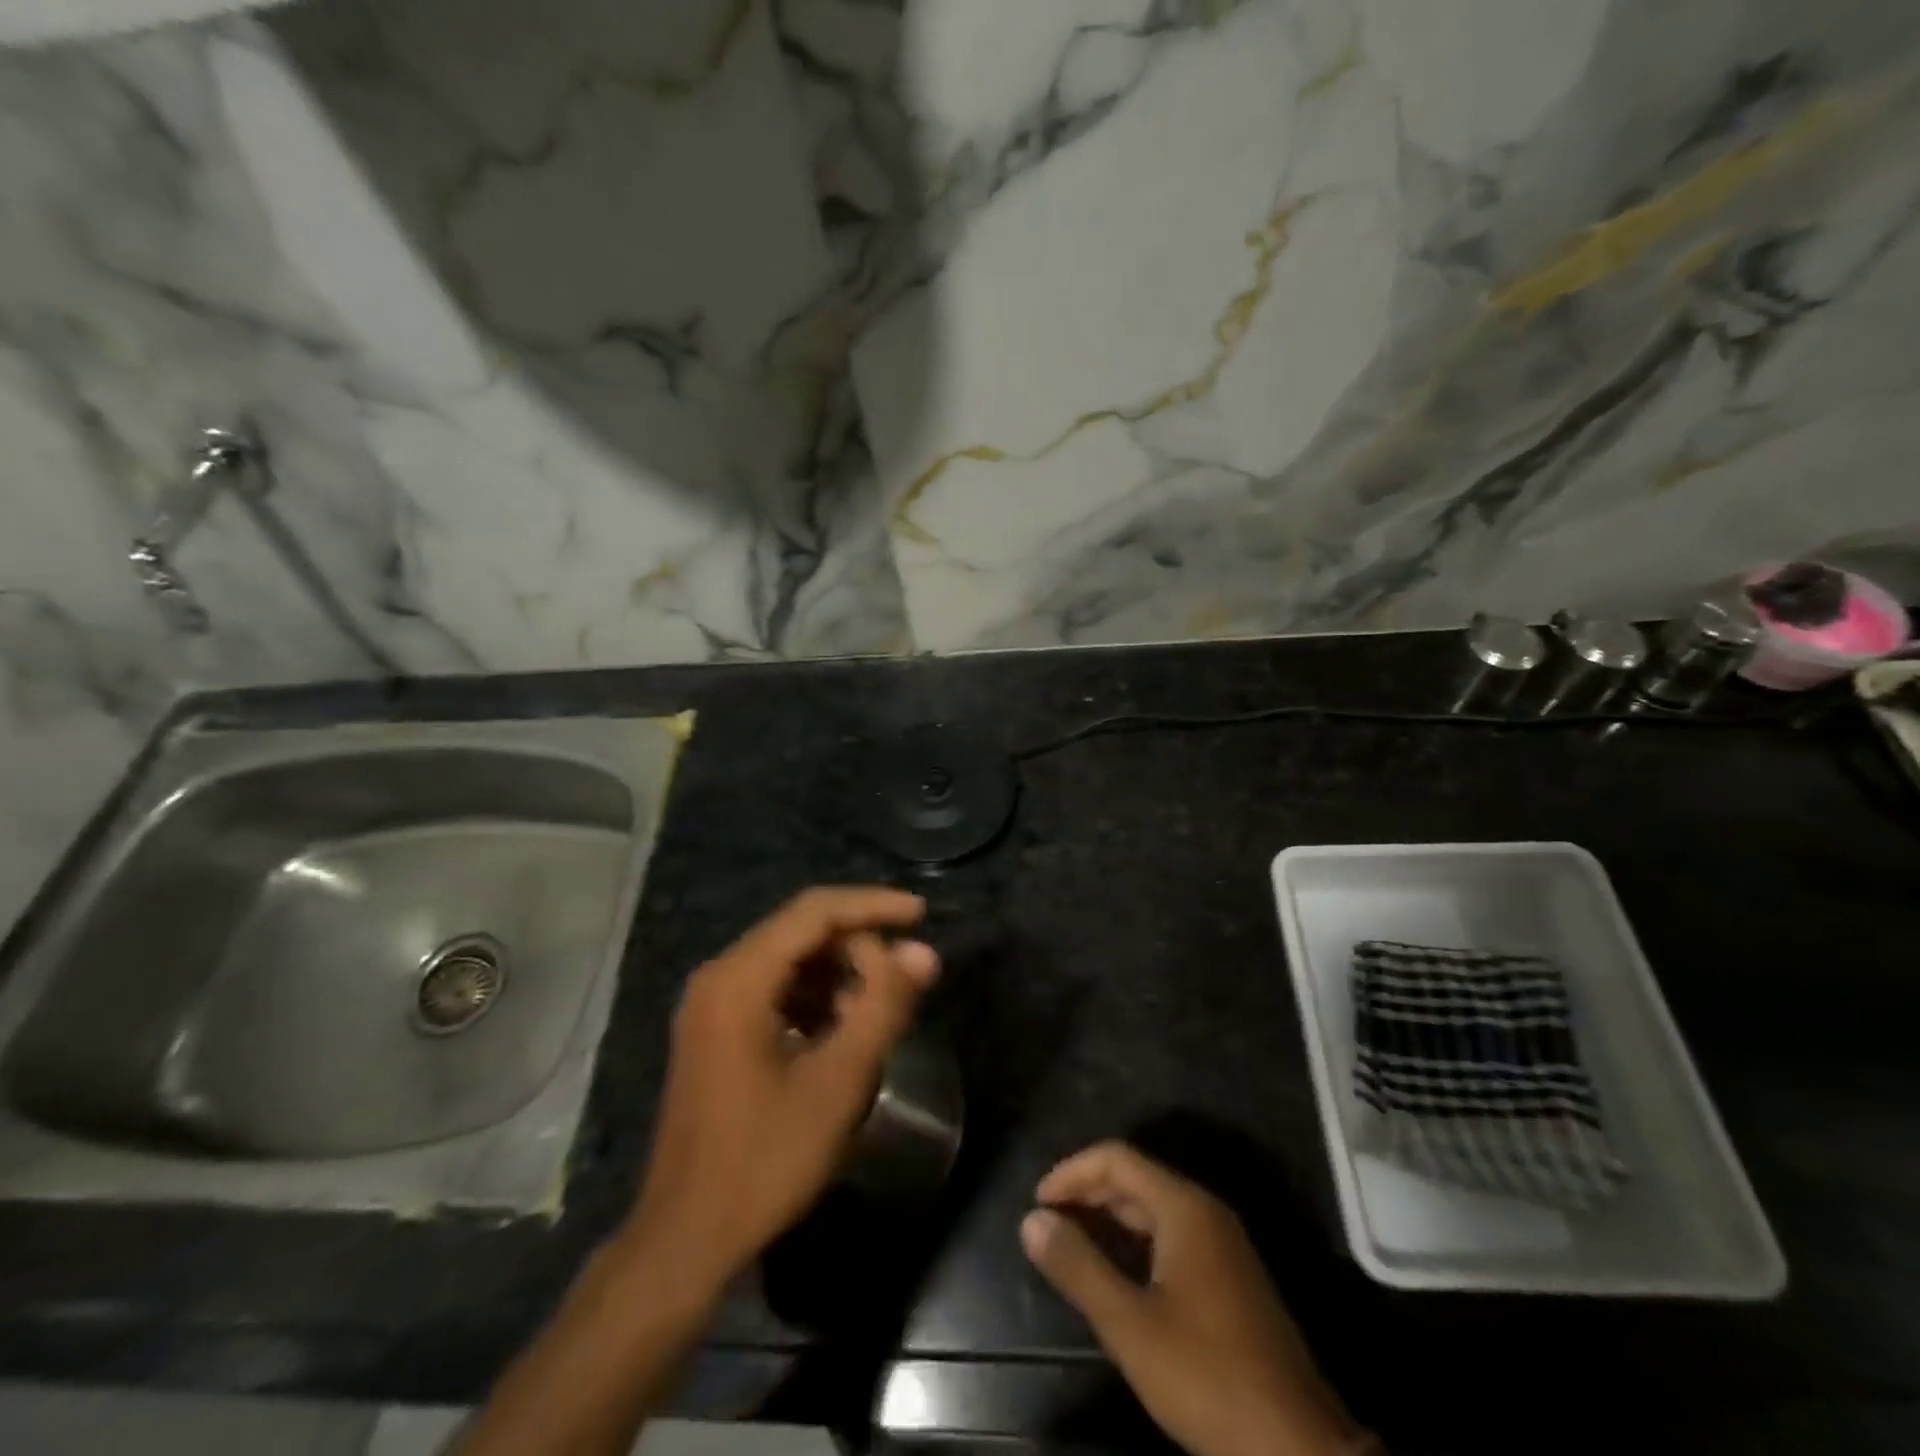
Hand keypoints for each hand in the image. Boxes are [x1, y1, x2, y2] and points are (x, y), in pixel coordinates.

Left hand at [623, 887, 939, 1290]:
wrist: (685, 1240)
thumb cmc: (764, 1160)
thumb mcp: (838, 1081)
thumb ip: (884, 1006)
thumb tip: (924, 953)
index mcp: (739, 978)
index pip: (815, 911)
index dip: (873, 905)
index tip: (921, 915)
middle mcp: (719, 976)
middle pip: (802, 932)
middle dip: (858, 949)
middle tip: (902, 985)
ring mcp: (711, 1004)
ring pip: (790, 961)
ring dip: (840, 975)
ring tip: (878, 1014)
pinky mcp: (714, 1031)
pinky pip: (774, 991)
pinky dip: (815, 999)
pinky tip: (842, 1034)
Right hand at [1022, 1142, 1363, 1455]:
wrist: (1298, 1449)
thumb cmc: (1207, 1377)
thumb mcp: (1130, 1326)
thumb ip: (1079, 1267)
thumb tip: (1032, 1220)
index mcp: (1184, 1208)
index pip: (1117, 1158)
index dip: (1072, 1172)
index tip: (1039, 1203)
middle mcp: (1206, 1213)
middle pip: (1136, 1178)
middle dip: (1088, 1192)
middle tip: (1049, 1223)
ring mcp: (1223, 1245)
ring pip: (1154, 1208)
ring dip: (1110, 1216)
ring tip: (1072, 1243)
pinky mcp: (1230, 1278)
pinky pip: (1171, 1235)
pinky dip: (1135, 1239)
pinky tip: (1117, 1272)